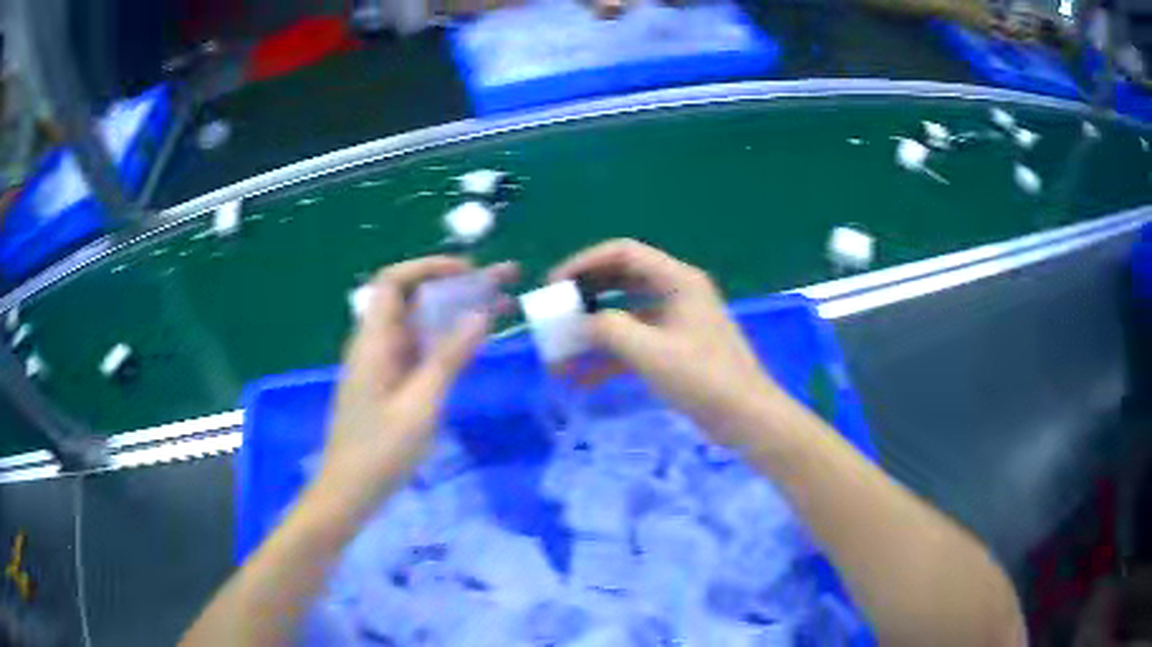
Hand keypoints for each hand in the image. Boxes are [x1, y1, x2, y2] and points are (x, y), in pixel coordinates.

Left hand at [318, 257, 516, 516]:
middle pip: (414, 299)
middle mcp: (376, 344)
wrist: (349, 492)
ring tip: (502, 308)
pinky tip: (475, 345)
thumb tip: (480, 315)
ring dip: (457, 313)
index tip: (470, 273)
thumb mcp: (420, 406)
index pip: (394, 281)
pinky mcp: (390, 384)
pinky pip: (420, 350)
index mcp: (374, 341)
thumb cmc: (380, 452)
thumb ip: (449, 358)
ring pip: (421, 325)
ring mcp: (383, 365)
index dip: (430, 267)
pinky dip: (447, 341)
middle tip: (502, 283)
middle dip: (457, 286)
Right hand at [549, 239, 782, 446]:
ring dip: (594, 333)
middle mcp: (677, 293)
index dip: (585, 262)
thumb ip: (608, 329)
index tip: (555, 284)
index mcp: (677, 280)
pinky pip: (635, 343)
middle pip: (622, 281)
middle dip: (586, 298)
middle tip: (556, 313)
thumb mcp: (650, 352)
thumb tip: (581, 323)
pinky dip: (610, 357)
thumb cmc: (703, 377)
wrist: (746, 417)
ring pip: (626, 316)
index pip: (623, 253)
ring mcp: (676, 322)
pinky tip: (582, 380)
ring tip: (561, 354)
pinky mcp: (676, 349)